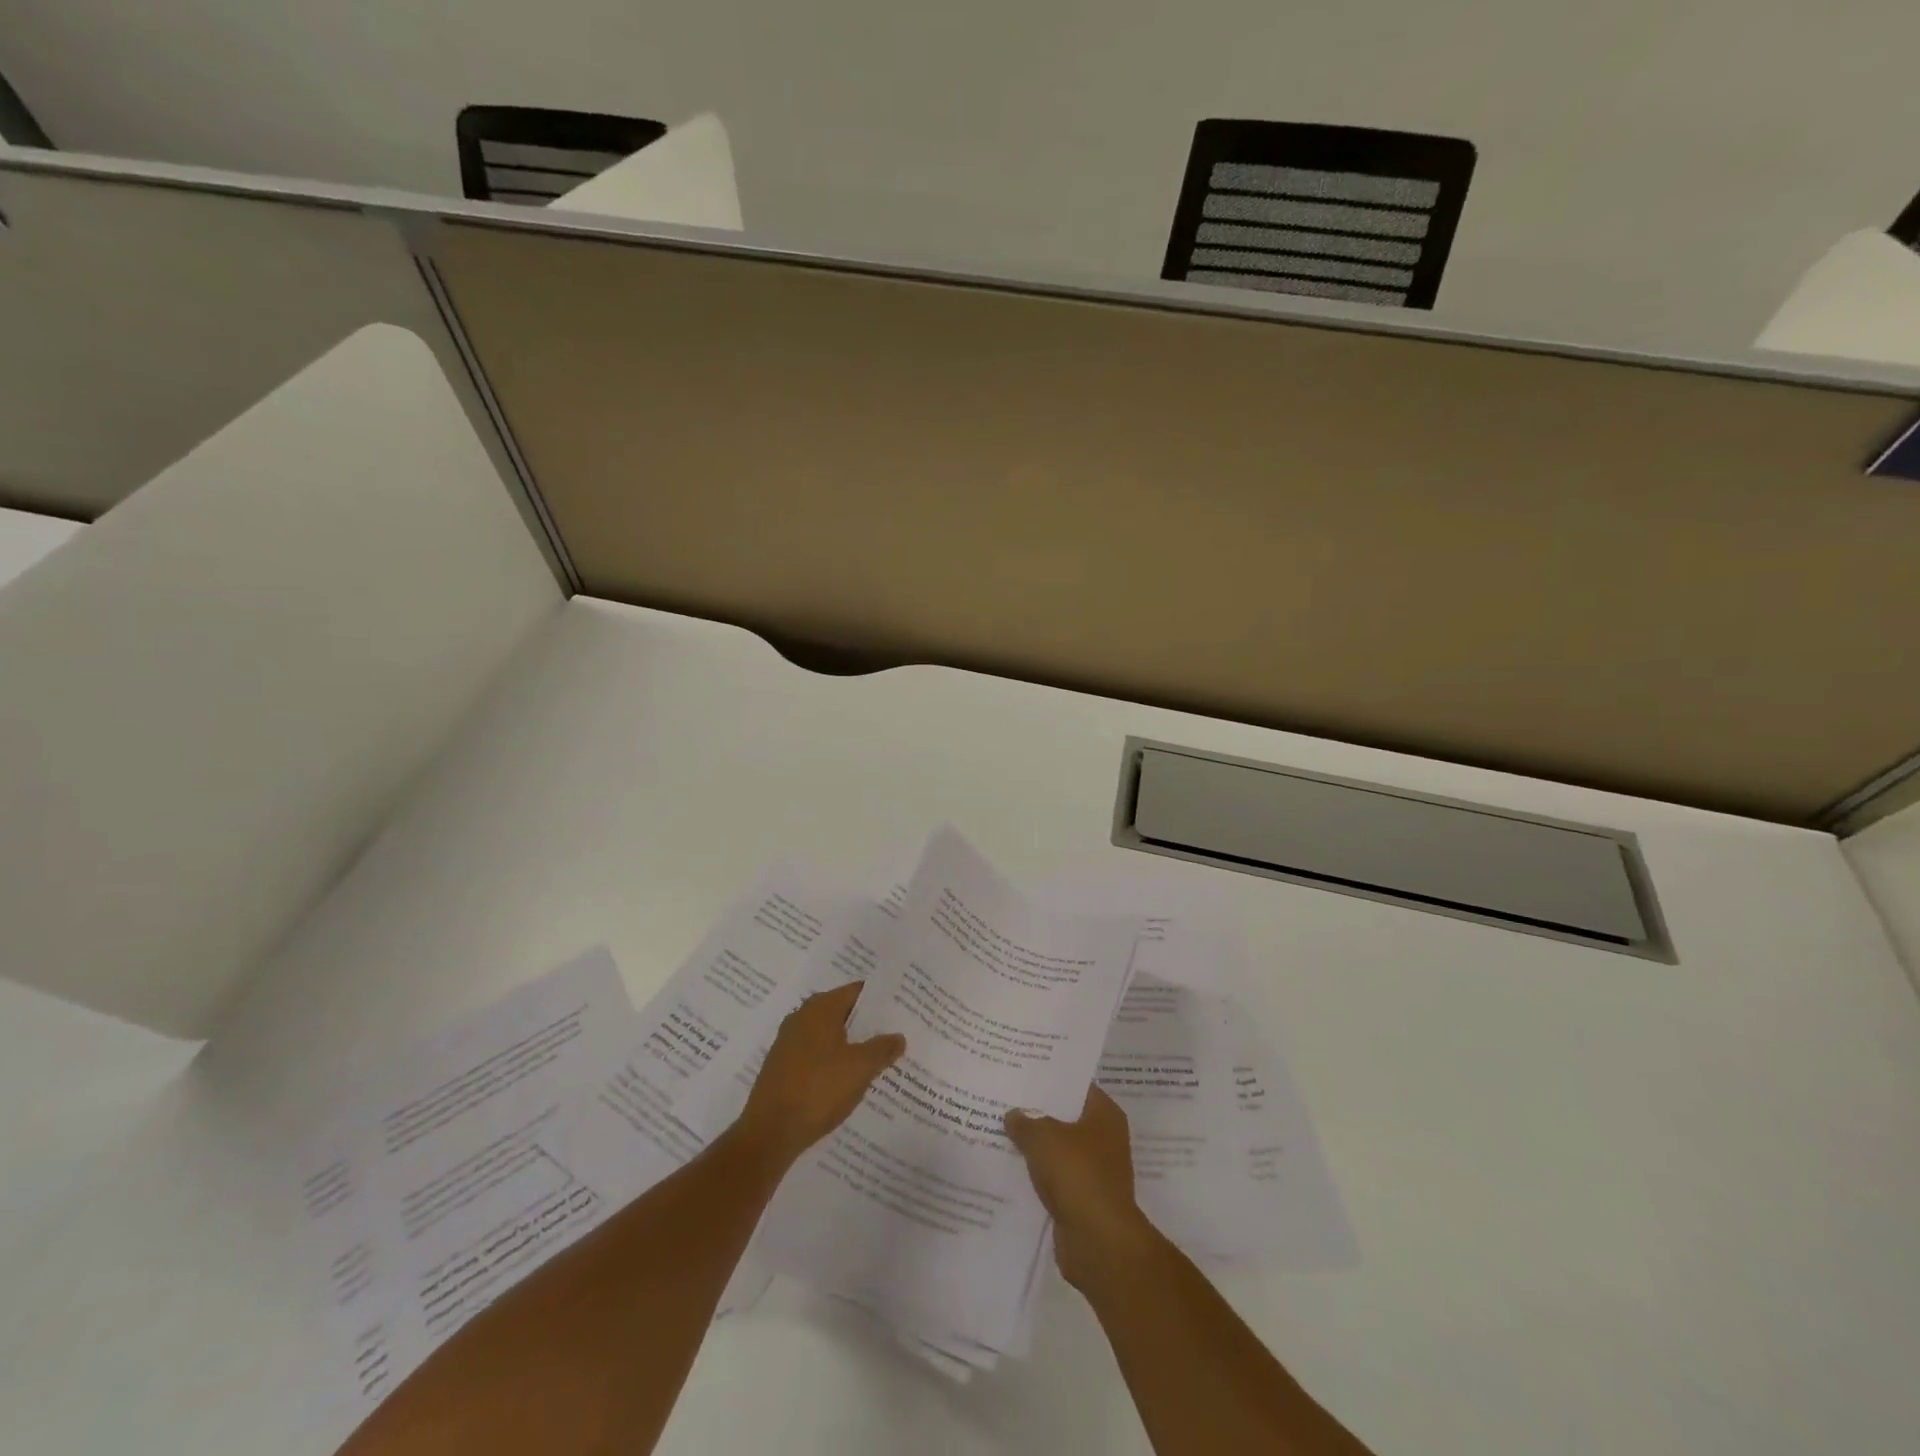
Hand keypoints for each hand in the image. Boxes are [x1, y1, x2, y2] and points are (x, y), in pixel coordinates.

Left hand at [737, 982, 904, 1168]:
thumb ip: (882, 1049)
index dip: (879, 1000)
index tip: (900, 1008)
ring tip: (877, 1058)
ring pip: (828, 1036)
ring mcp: (788, 1043)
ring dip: (850, 1045)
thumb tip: (898, 1037)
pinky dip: (833, 1062)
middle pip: (842, 1012)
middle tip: (894, 1033)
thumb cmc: (819, 1089)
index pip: (856, 992)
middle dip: (867, 1024)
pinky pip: (815, 1056)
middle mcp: (801, 1017)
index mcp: (820, 1008)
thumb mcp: (860, 1068)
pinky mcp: (782, 1068)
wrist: (770, 1132)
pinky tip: (847, 1080)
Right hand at [1005, 1086, 1159, 1291]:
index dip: (1051, 1079)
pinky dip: (1038, 1175)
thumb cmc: (1077, 1175)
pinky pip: (1056, 1178)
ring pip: (1060, 1149)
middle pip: (1067, 1118)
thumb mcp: (1043, 1138)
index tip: (1024, 1073)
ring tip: (1002, 1131)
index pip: (1076, 1086)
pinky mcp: (1083, 1199)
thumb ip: (1025, 1122)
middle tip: (1006, 1100)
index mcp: (1105, 1114)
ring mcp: (1096, 1171)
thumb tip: (1013, 1115)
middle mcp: (1105, 1139)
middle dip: (1039, 1112)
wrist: (1098, 1242)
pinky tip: (1011, 1168)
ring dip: (1037, 1146)